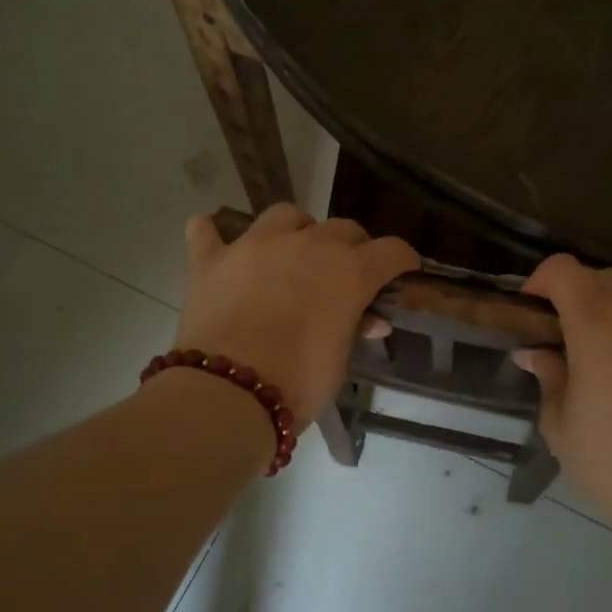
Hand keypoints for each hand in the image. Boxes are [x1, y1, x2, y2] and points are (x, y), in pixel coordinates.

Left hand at [175, 204, 419, 425]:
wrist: (228, 395)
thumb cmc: (298, 384)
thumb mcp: (339, 361)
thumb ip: (355, 329)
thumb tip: (372, 320)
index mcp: (349, 270)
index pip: (391, 251)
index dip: (402, 260)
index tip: (403, 270)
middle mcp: (307, 244)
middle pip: (343, 228)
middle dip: (352, 247)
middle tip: (346, 273)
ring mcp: (256, 245)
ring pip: (285, 215)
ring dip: (296, 231)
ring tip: (291, 253)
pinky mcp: (211, 259)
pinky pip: (207, 231)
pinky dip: (213, 235)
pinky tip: (215, 243)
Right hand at [512, 256, 611, 525]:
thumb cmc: (611, 463)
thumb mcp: (559, 424)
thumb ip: (547, 376)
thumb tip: (533, 352)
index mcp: (594, 326)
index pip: (562, 270)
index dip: (540, 282)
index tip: (533, 312)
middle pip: (599, 275)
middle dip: (574, 294)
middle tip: (566, 331)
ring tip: (611, 327)